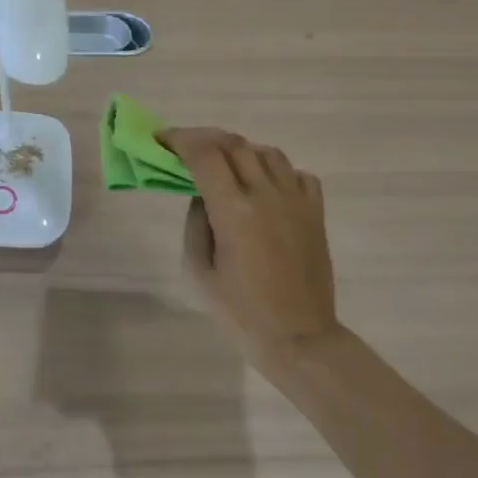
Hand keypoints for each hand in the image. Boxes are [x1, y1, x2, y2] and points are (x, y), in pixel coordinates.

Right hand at [159, 127, 338, 359]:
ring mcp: (296, 201)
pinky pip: (297, 173)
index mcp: (234, 211)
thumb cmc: (240, 312)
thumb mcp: (198, 270)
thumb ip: (196, 222)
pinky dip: (276, 170)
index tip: (162, 139)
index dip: (179, 139)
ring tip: (225, 164)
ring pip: (267, 152)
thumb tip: (202, 194)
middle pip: (234, 145)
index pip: (204, 155)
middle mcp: (267, 195)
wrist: (299, 338)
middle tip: (185, 147)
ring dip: (241, 150)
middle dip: (204, 139)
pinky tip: (264, 186)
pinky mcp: (315, 212)